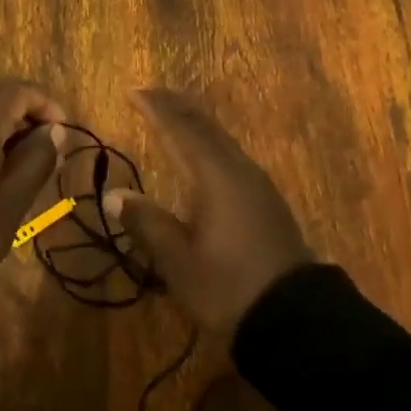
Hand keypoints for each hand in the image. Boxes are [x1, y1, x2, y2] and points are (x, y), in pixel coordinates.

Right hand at [104, 88, 312, 339]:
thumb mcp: (178, 261)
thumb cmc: (229, 287)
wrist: (295, 317)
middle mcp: (239, 171)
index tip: (133, 92)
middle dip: (178, 107)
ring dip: (196, 123)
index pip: (182, 131)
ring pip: (222, 140)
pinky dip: (210, 143)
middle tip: (151, 93)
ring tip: (174, 114)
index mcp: (216, 178)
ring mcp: (258, 185)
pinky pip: (232, 156)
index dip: (157, 110)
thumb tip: (116, 193)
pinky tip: (206, 154)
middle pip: (206, 128)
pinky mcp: (266, 201)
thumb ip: (147, 223)